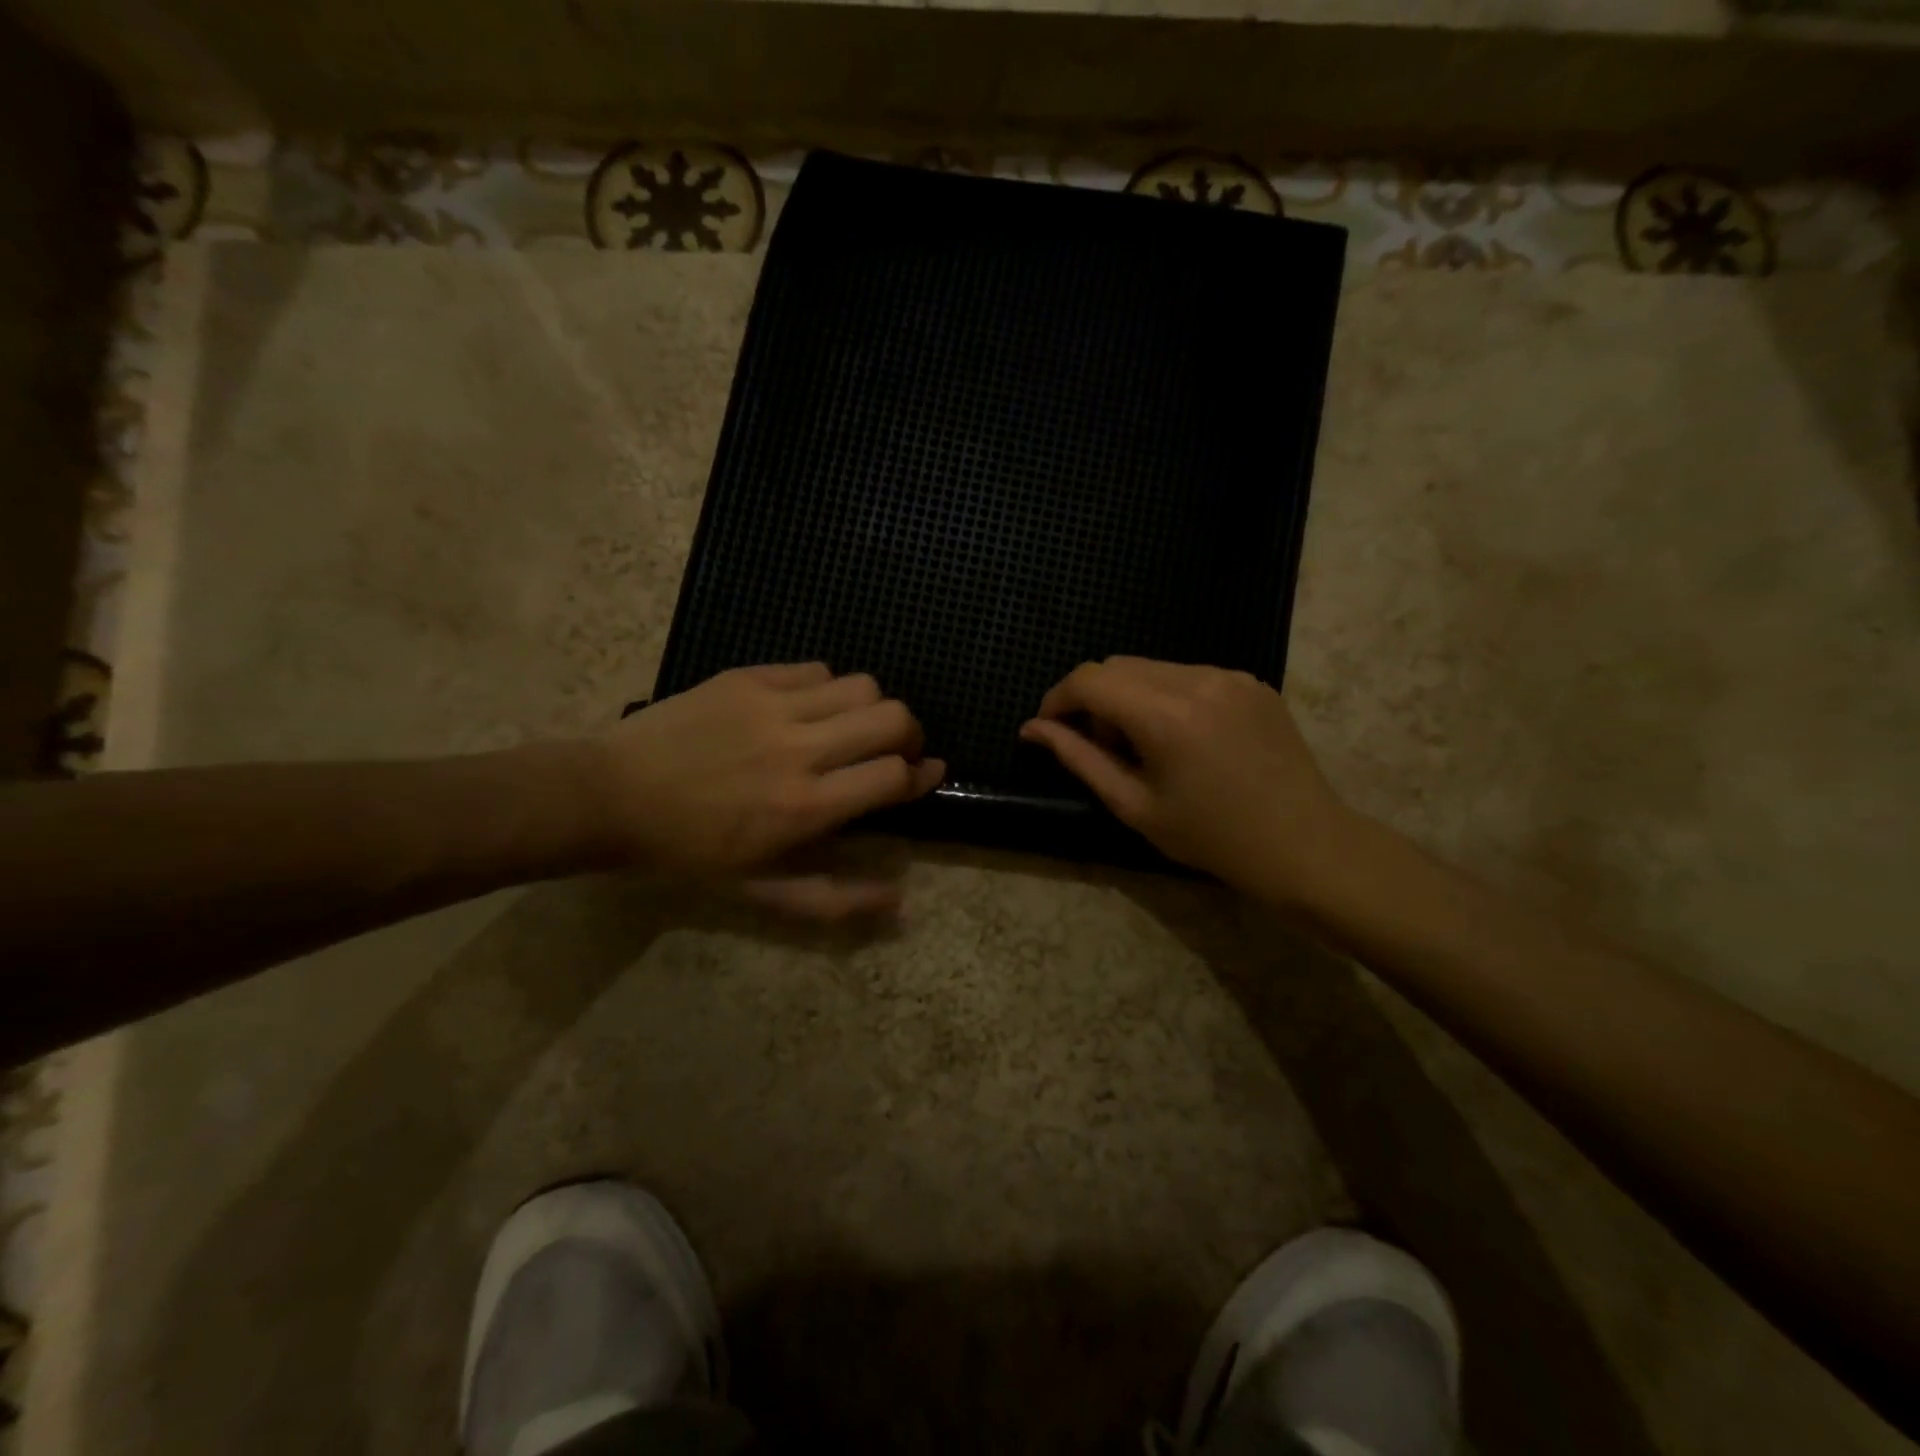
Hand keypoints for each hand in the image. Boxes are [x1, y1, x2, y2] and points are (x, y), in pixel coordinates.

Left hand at [586, 664, 943, 916]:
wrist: (610, 797)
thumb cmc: (688, 853)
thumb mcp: (761, 890)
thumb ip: (835, 898)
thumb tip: (900, 899)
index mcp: (806, 807)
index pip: (895, 775)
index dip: (919, 776)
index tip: (922, 775)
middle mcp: (801, 750)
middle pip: (894, 718)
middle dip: (908, 735)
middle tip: (891, 749)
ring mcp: (774, 707)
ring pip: (863, 685)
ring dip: (870, 708)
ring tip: (848, 726)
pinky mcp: (749, 677)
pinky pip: (817, 669)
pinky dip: (827, 688)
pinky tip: (807, 708)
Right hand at [1020, 656, 1355, 902]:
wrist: (1304, 844)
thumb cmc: (1211, 837)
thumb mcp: (1133, 805)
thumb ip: (1078, 759)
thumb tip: (1032, 728)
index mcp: (1164, 715)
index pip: (1088, 680)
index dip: (1057, 699)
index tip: (1049, 730)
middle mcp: (1197, 679)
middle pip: (1117, 666)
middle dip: (1093, 700)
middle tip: (1103, 749)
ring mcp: (1229, 675)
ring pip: (1151, 668)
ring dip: (1129, 697)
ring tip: (1146, 747)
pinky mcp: (1251, 681)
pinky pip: (1188, 675)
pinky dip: (1166, 696)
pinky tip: (1183, 739)